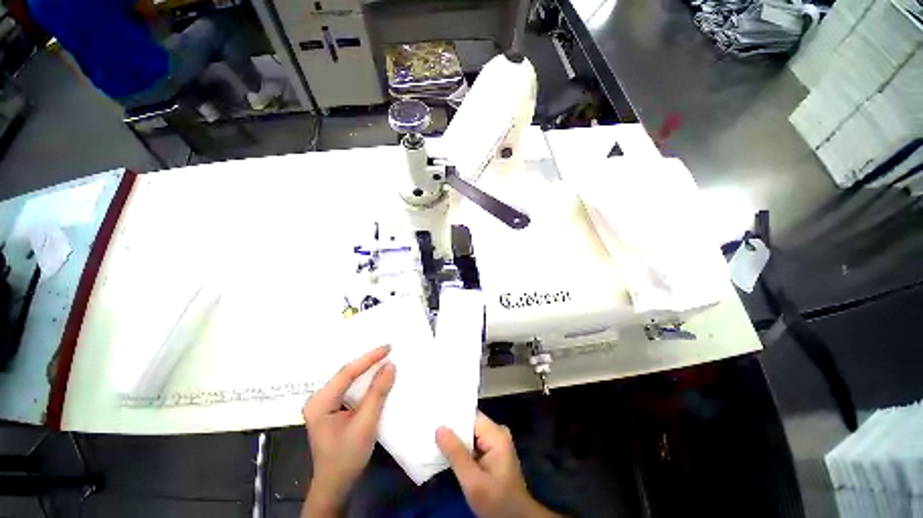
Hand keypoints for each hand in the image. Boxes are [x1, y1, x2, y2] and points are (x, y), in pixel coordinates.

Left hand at [302, 345, 395, 516]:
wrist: (336, 484)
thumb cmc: (347, 456)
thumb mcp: (365, 423)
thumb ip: (378, 392)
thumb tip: (390, 365)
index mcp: (320, 402)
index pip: (347, 373)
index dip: (369, 358)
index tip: (388, 347)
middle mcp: (319, 398)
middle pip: (346, 373)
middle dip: (368, 361)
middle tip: (388, 350)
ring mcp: (324, 403)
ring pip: (348, 379)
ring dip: (367, 369)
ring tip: (384, 358)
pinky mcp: (331, 408)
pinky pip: (350, 387)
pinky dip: (364, 380)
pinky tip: (374, 375)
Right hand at [436, 412, 560, 517]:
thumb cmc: (496, 501)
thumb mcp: (472, 480)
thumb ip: (456, 453)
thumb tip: (439, 428)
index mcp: (496, 434)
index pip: (470, 416)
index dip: (453, 417)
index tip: (434, 417)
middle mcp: (498, 432)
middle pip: (470, 423)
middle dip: (452, 429)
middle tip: (431, 430)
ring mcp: (496, 441)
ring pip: (471, 433)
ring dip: (456, 439)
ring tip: (435, 438)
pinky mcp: (493, 451)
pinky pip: (474, 442)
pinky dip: (462, 447)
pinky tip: (448, 451)